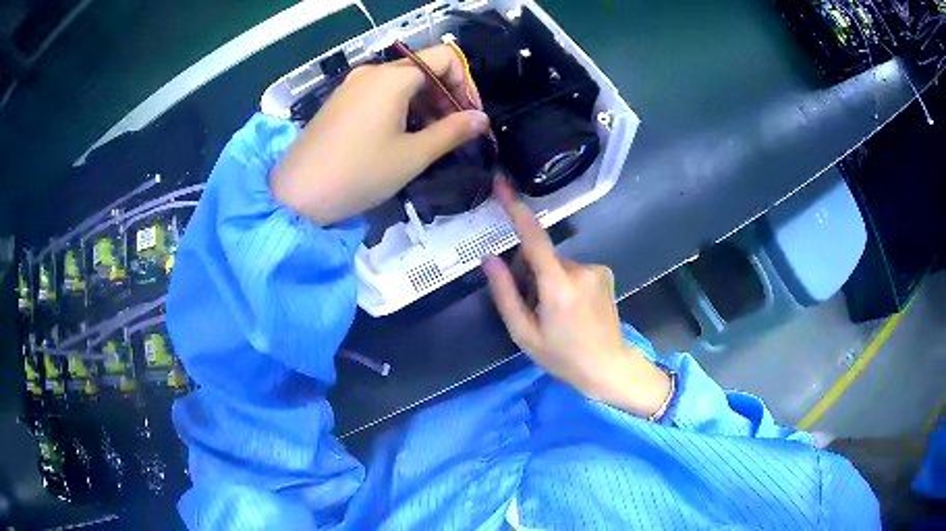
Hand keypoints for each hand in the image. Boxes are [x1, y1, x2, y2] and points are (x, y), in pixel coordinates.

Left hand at [271, 45, 489, 224]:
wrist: (297, 194)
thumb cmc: (359, 173)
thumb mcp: (413, 155)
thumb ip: (452, 132)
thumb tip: (482, 118)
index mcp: (393, 77)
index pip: (445, 58)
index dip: (465, 84)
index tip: (470, 116)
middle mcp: (372, 72)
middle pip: (423, 68)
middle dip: (445, 95)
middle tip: (453, 131)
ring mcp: (352, 85)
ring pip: (401, 82)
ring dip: (424, 103)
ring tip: (428, 138)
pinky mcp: (340, 101)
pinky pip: (379, 93)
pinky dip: (400, 107)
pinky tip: (399, 136)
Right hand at [482, 179, 671, 417]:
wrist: (608, 367)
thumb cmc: (562, 357)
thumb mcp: (524, 333)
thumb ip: (505, 293)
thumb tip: (488, 258)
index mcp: (558, 287)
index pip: (533, 238)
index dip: (516, 209)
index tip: (502, 184)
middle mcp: (581, 269)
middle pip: (541, 255)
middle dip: (530, 272)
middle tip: (533, 307)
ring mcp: (596, 269)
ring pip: (557, 263)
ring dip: (548, 279)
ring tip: (555, 313)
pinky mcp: (605, 272)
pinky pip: (573, 268)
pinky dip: (564, 281)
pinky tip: (571, 308)